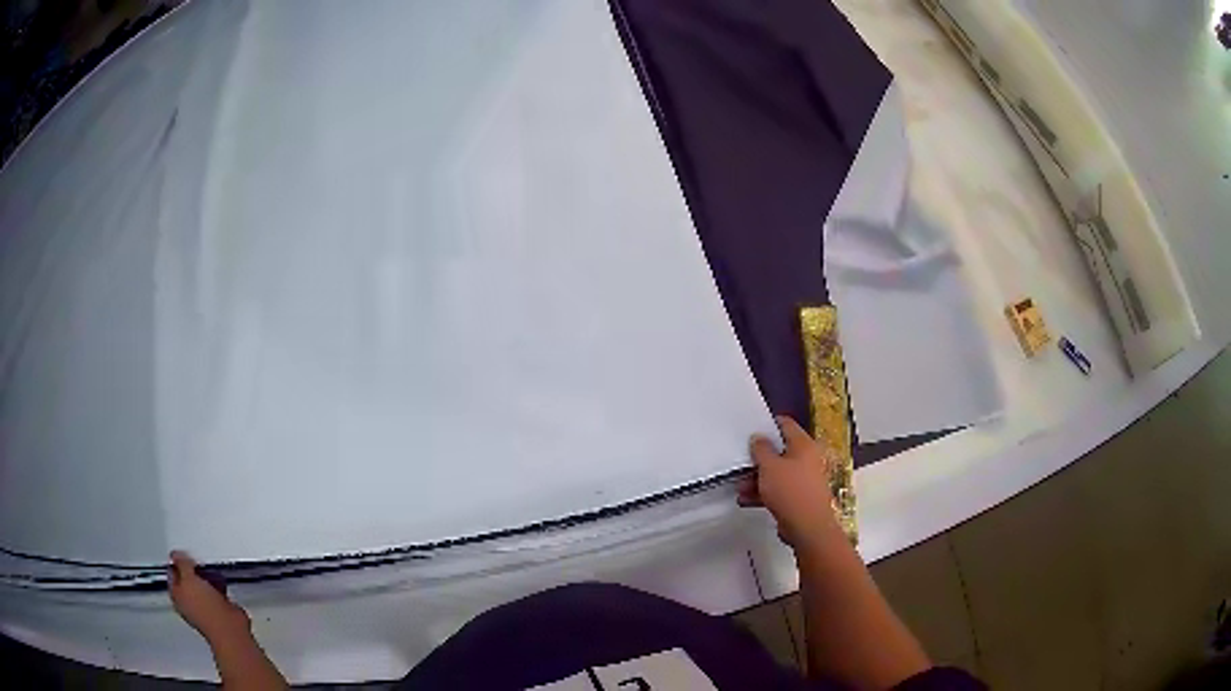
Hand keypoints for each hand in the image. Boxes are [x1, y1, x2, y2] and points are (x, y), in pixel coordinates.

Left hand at [169, 551, 248, 641]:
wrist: (229, 628)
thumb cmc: (205, 606)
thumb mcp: (188, 577)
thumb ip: (181, 563)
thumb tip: (176, 554)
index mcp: (176, 595)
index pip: (172, 574)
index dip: (177, 562)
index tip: (185, 553)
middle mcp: (188, 603)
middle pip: (187, 580)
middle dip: (193, 570)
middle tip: (198, 562)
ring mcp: (204, 608)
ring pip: (202, 586)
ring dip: (206, 578)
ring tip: (210, 571)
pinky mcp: (220, 611)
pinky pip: (216, 593)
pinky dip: (218, 587)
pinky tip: (221, 583)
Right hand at [739, 416, 842, 552]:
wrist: (808, 527)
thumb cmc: (790, 490)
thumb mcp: (769, 466)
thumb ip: (761, 449)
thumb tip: (758, 437)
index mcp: (804, 445)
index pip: (785, 424)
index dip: (768, 424)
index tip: (750, 430)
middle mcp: (807, 459)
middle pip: (779, 451)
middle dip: (758, 459)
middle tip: (740, 464)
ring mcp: (804, 480)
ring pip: (777, 473)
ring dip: (757, 479)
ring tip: (739, 488)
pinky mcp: (799, 498)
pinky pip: (779, 490)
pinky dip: (764, 493)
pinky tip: (746, 500)